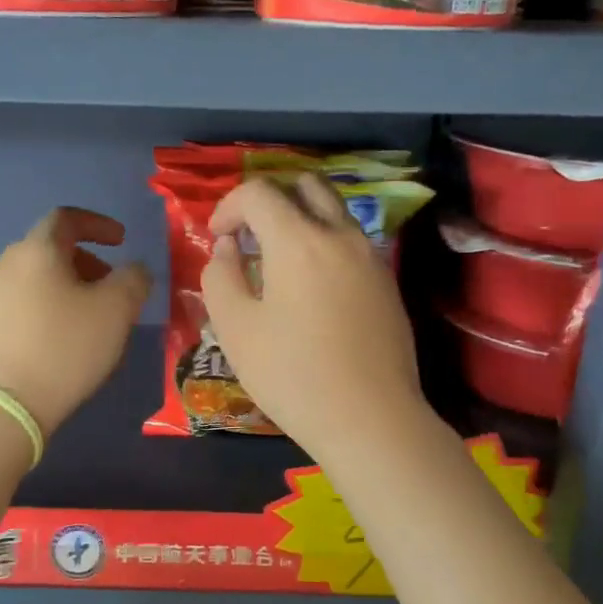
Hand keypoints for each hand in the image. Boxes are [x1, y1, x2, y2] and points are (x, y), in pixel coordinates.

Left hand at [0, 207, 150, 438]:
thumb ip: (134, 279)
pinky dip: (49, 308)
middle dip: (87, 261)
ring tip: (92, 319)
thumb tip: (135, 270)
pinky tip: (64, 340)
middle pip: (51, 249)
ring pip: (37, 278)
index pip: (67, 218)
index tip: (122, 241)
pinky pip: (24, 303)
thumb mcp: (117, 311)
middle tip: (111, 287)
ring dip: (69, 287)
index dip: (98, 224)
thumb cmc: (66, 348)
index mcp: (36, 250)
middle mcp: (6, 264)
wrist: (6, 405)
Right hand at [201, 175, 428, 460]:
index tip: (217, 237)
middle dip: (271, 199)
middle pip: (306, 185)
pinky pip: (350, 242)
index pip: (260, 192)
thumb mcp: (236, 329)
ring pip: (334, 212)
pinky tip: (310, 288)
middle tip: (250, 236)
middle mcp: (340, 235)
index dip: (229, 206)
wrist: (370, 418)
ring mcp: (370, 258)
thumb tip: (227, 247)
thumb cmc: (292, 375)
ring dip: (300, 220)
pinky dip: (324, 244)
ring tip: (278, 262)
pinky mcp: (386, 283)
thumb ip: (220, 276)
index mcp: (299, 240)